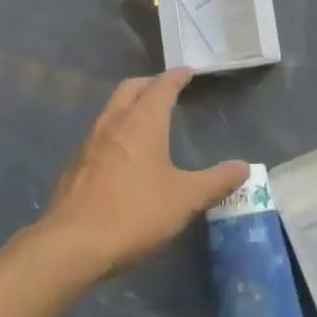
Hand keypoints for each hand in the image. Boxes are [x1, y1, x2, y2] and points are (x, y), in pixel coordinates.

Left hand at [37, 69, 248, 278]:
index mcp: (142, 122)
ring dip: (130, 107)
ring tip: (148, 121)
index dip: (177, 77)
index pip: (162, 86)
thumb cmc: (135, 213)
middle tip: (167, 91)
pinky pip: (100, 136)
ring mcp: (89, 143)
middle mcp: (113, 123)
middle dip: (150, 84)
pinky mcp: (76, 166)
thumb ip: (216, 181)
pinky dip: (116, 132)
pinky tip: (125, 156)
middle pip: (130, 89)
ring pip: (111, 110)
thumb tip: (243, 167)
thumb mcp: (185, 199)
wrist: (72, 244)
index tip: (188, 72)